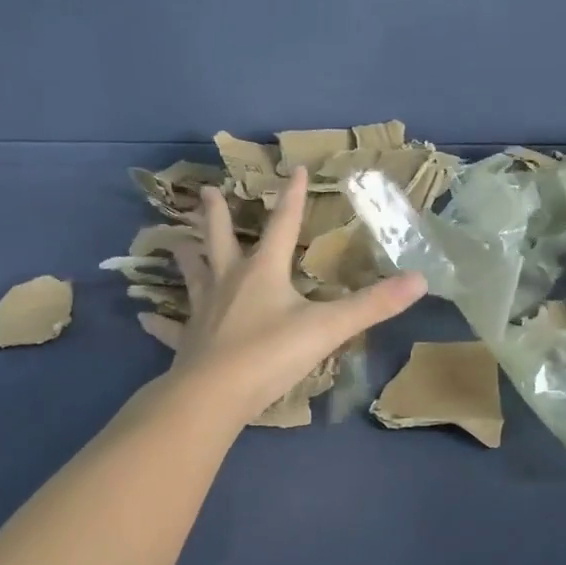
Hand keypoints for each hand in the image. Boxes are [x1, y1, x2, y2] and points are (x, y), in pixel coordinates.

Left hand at [169, 167, 426, 425]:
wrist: (215, 395)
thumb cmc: (271, 354)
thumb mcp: (329, 328)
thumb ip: (374, 305)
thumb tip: (421, 280)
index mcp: (262, 272)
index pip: (282, 226)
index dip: (292, 198)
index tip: (294, 169)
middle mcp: (228, 282)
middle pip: (220, 239)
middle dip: (217, 215)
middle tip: (208, 192)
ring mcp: (203, 311)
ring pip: (193, 276)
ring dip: (186, 258)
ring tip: (175, 244)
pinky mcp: (186, 341)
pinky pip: (170, 327)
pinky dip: (159, 322)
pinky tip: (144, 317)